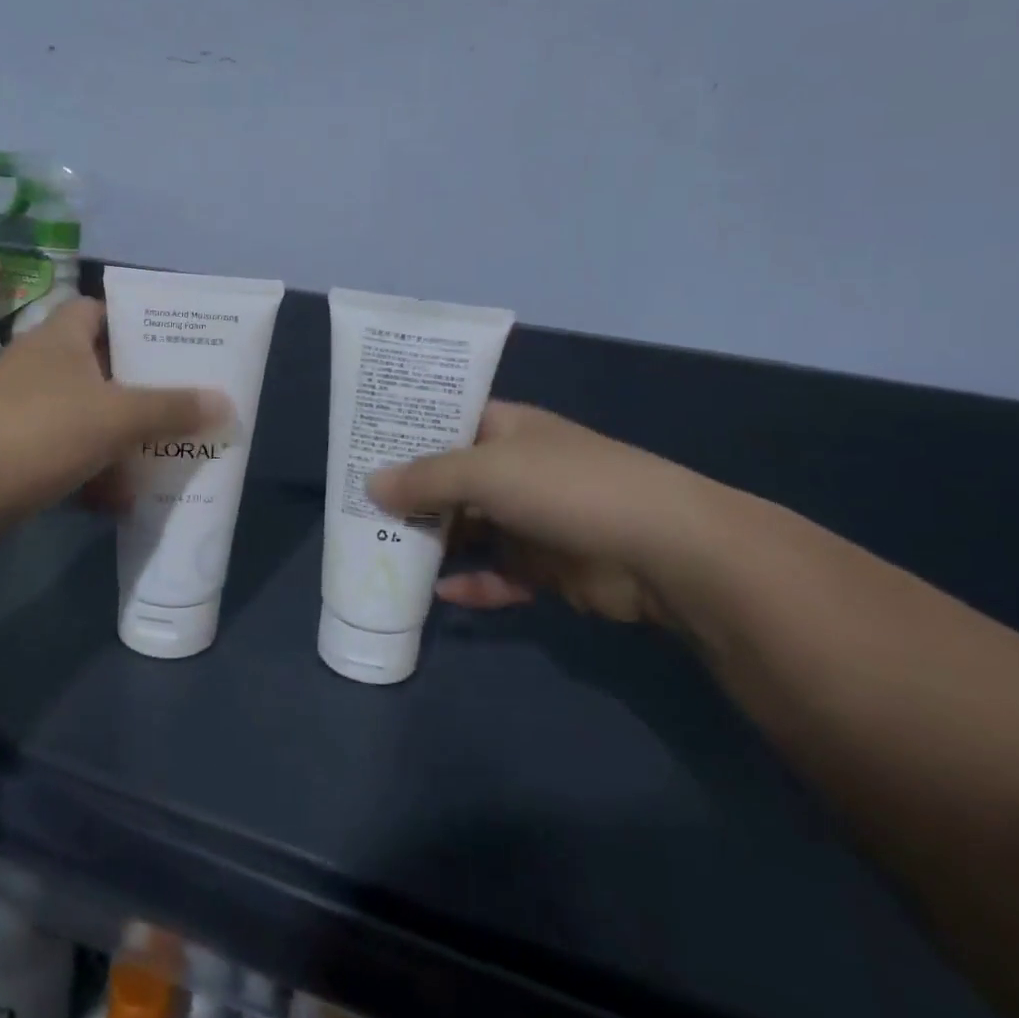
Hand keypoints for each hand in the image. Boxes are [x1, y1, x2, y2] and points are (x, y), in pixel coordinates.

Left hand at [0, 298, 229, 516]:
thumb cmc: (39, 431)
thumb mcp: (117, 416)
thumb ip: (172, 408)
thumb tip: (225, 403)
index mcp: (60, 338)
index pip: (99, 309)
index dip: (135, 320)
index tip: (172, 344)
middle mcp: (40, 367)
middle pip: (101, 368)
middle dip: (141, 391)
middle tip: (183, 405)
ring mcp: (23, 411)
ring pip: (87, 417)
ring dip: (121, 440)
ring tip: (162, 460)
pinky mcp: (13, 454)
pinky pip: (67, 456)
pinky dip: (92, 475)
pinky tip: (117, 503)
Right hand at [367, 402, 730, 629]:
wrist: (661, 549)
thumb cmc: (566, 487)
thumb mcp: (486, 471)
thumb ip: (425, 479)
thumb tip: (369, 484)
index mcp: (505, 429)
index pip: (446, 422)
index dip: (405, 433)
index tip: (361, 449)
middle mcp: (515, 469)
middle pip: (450, 480)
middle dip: (410, 496)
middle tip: (357, 511)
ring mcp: (531, 518)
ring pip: (469, 530)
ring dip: (434, 544)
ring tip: (382, 554)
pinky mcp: (546, 566)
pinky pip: (497, 573)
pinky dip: (471, 584)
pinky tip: (439, 595)